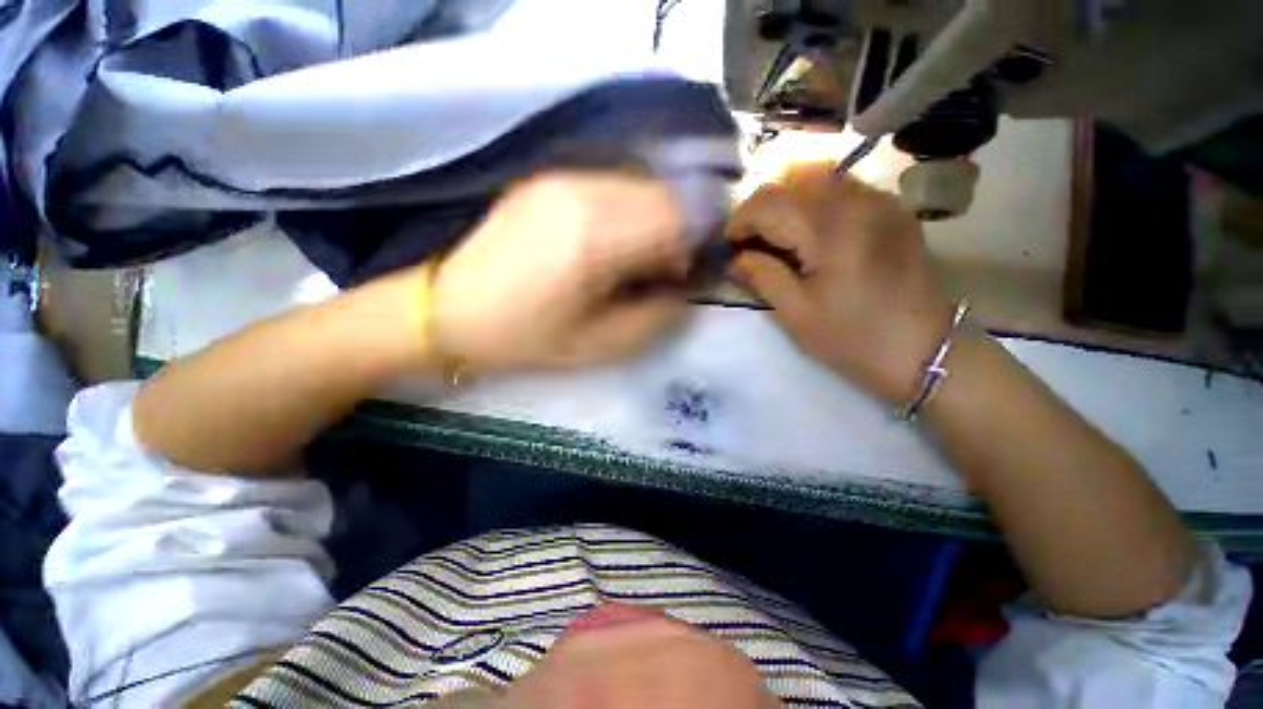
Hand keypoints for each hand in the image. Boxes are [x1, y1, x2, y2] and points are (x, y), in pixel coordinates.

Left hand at [431, 172, 690, 372]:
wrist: (449, 310)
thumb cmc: (526, 337)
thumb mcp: (601, 345)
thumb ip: (657, 316)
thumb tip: (686, 288)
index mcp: (596, 237)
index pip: (679, 218)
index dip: (698, 245)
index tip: (688, 275)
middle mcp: (583, 192)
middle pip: (665, 194)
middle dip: (680, 231)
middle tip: (665, 270)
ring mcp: (563, 178)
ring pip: (641, 185)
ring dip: (655, 219)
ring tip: (636, 259)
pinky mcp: (549, 179)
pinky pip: (613, 186)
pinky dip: (629, 211)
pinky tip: (610, 242)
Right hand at [727, 162, 954, 403]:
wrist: (927, 352)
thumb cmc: (853, 339)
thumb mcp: (795, 313)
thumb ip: (760, 276)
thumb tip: (734, 259)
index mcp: (829, 228)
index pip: (767, 202)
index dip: (738, 222)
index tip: (728, 249)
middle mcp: (856, 199)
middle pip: (790, 179)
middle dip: (759, 210)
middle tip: (749, 244)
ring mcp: (880, 199)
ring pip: (817, 176)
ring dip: (786, 202)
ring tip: (777, 237)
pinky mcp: (892, 209)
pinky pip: (842, 187)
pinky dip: (814, 201)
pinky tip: (810, 233)